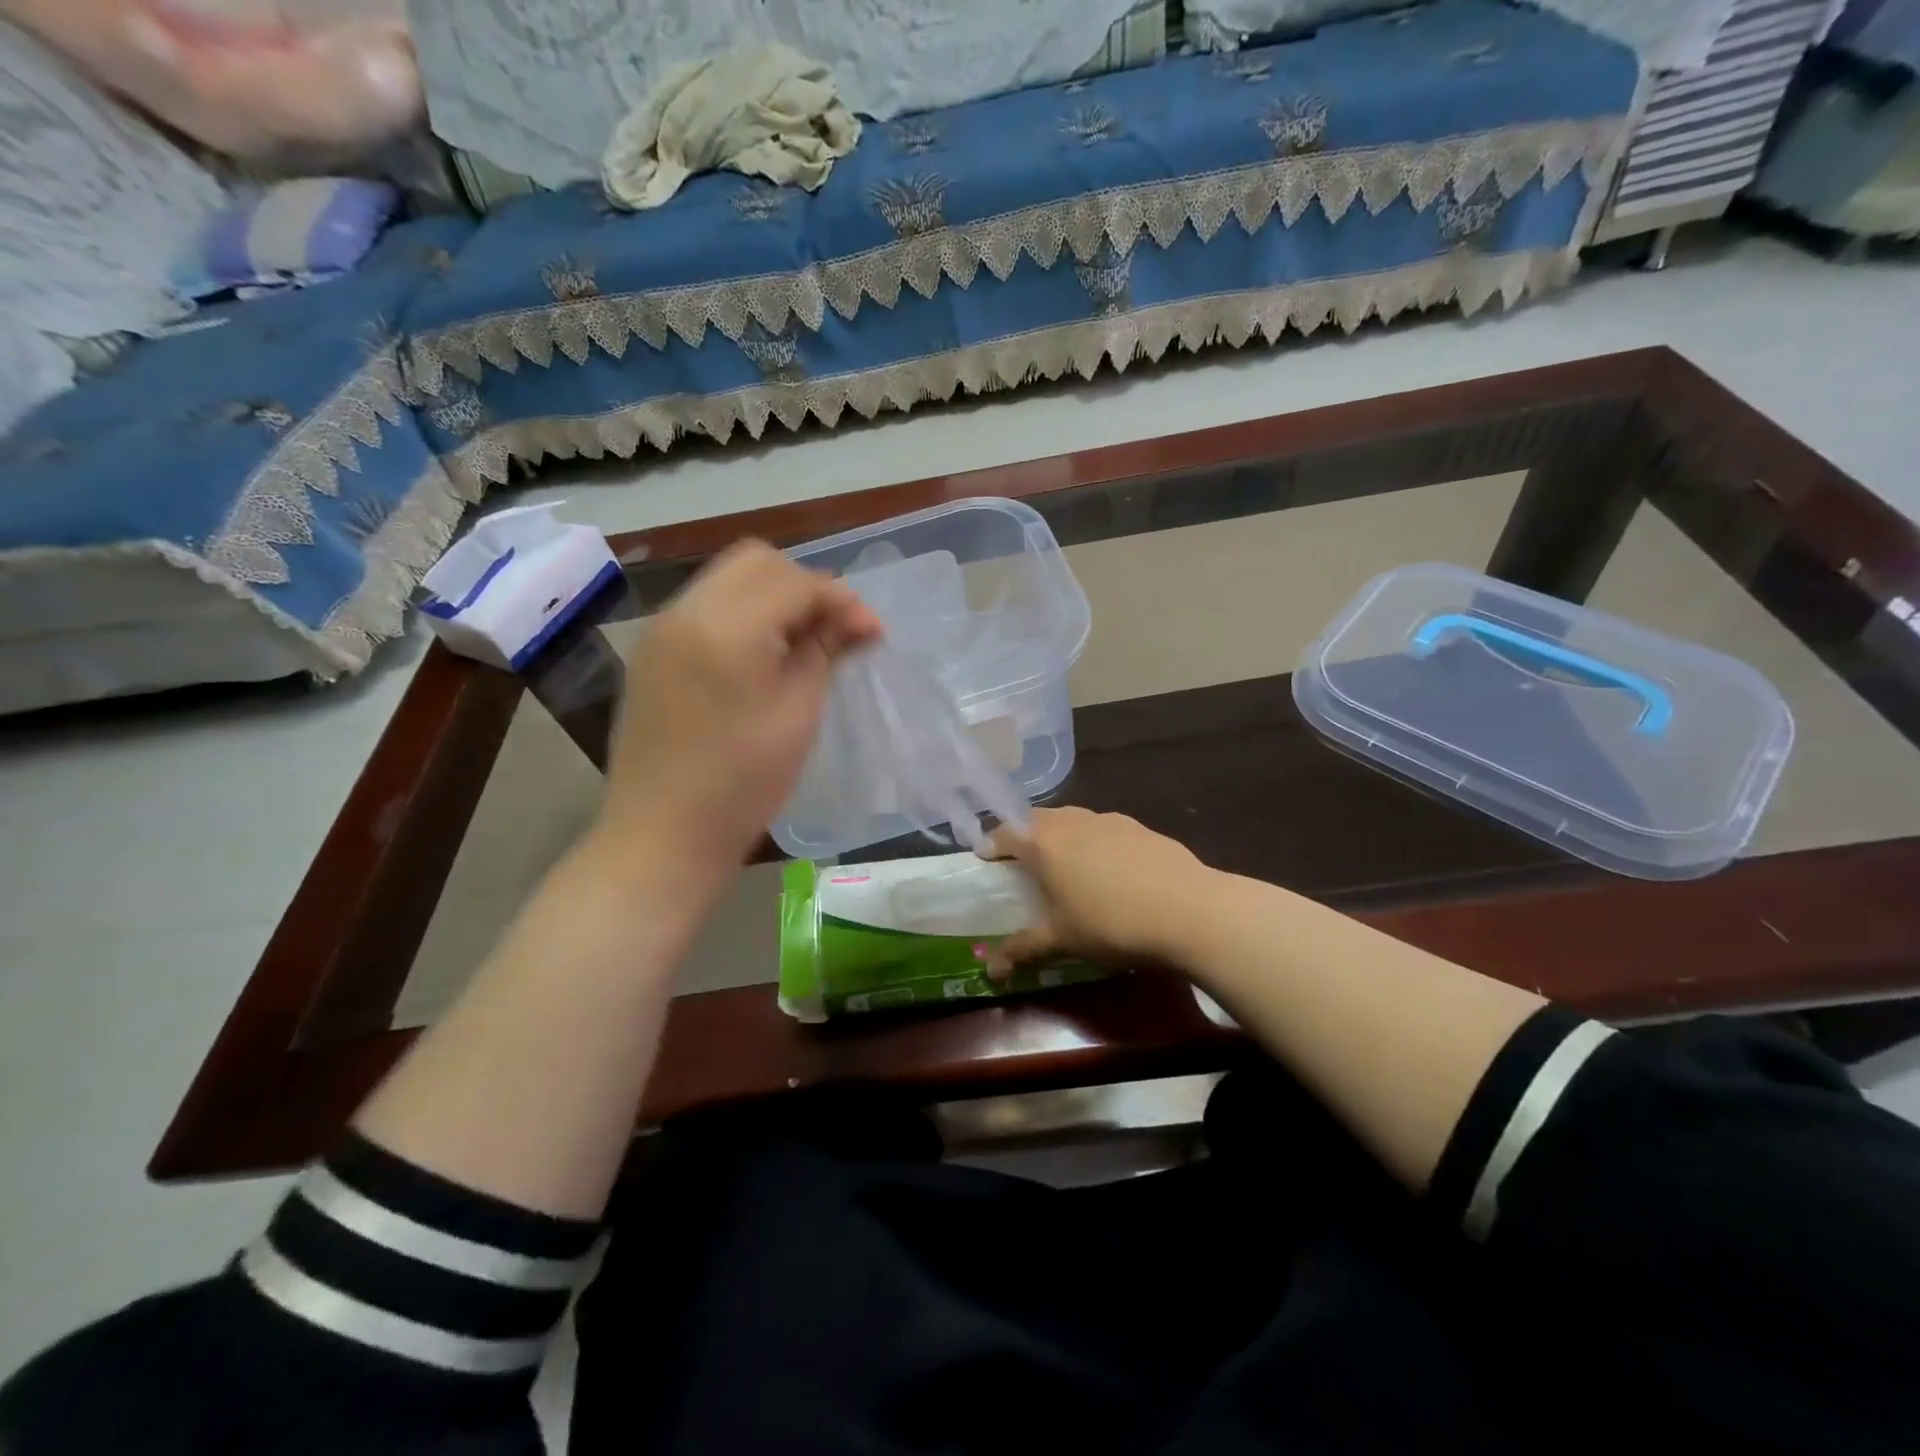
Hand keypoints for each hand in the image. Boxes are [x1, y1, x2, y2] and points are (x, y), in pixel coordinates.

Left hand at [598, 540, 880, 885]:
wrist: (662, 835)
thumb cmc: (743, 783)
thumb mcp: (798, 714)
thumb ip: (823, 652)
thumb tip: (855, 621)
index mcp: (726, 628)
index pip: (794, 581)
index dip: (841, 600)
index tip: (873, 632)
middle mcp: (685, 612)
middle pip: (757, 561)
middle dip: (805, 585)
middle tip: (836, 629)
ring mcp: (661, 630)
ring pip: (728, 579)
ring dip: (774, 596)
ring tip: (804, 641)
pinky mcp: (652, 652)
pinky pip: (706, 607)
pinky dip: (743, 613)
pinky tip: (764, 654)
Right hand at [982, 808, 1215, 976]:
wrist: (1191, 911)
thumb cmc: (1111, 924)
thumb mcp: (1062, 941)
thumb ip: (1023, 949)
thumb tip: (991, 971)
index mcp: (1045, 842)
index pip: (1006, 832)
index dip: (992, 844)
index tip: (985, 858)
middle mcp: (1074, 820)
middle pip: (1038, 819)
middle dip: (1025, 836)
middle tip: (1022, 861)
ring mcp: (1110, 820)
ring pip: (1074, 820)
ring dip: (1061, 835)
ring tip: (1065, 864)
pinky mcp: (1142, 828)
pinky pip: (1105, 829)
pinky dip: (1095, 842)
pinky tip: (1110, 870)